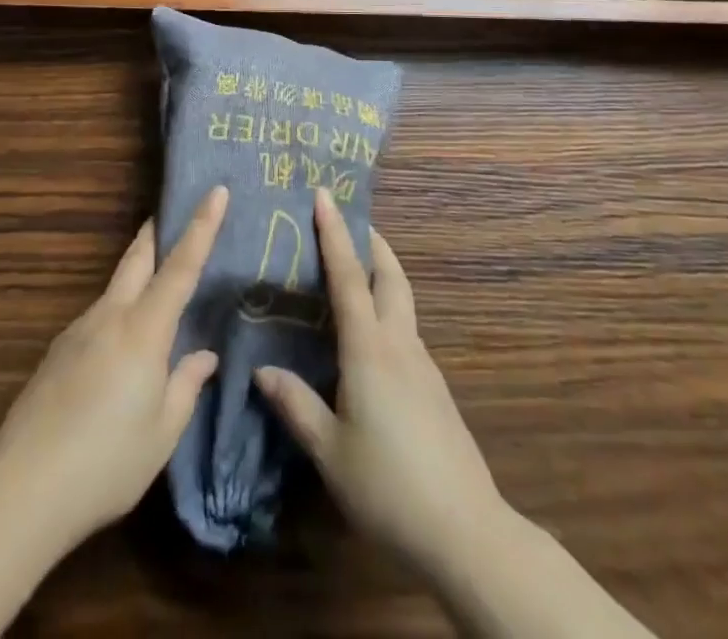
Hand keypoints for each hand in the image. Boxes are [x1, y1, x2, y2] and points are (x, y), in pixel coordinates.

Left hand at [0, 186, 228, 550]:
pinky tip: (117, 355)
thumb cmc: (107, 462)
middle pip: (137, 259)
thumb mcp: (162, 433)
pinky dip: (116, 317)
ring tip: (154, 298)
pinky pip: (96, 320)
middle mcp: (109, 317)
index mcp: (143, 330)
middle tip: (171, 214)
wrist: (22, 490)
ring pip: (115, 289)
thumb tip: (202, 355)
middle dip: (156, 232)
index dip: (201, 226)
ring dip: (136, 277)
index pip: (180, 267)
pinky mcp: (56, 353)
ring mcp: (77, 332)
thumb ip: (185, 385)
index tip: (216, 190)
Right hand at [255, 189, 503, 574]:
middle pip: (390, 277)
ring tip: (354, 274)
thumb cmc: (388, 486)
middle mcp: (400, 345)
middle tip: (349, 222)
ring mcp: (423, 366)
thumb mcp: (330, 451)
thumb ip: (296, 406)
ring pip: (402, 303)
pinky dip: (387, 313)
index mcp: (370, 350)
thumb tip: (262, 371)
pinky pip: (406, 333)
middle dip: (372, 243)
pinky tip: (370, 341)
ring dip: (381, 276)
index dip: (335, 233)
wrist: (465, 532)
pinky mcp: (435, 390)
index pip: (349, 277)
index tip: (325, 195)